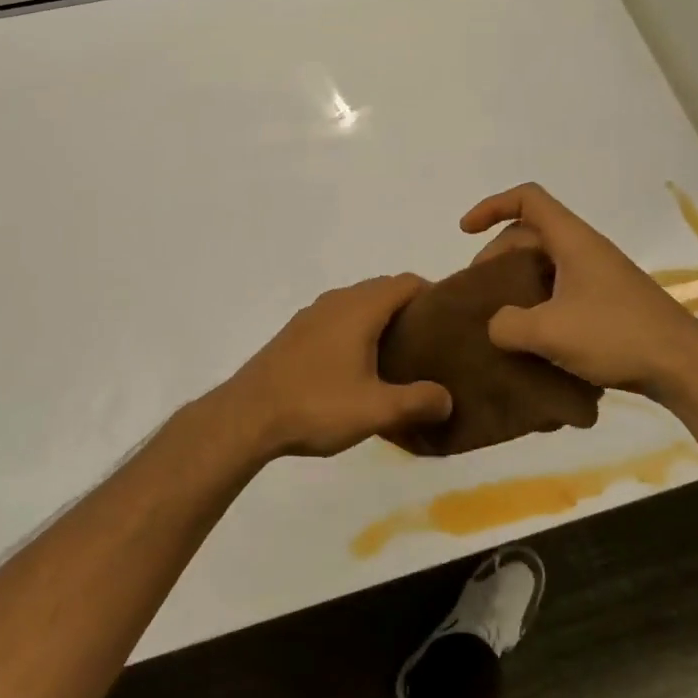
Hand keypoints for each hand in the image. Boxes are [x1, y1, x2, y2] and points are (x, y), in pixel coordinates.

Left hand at [212, 275, 453, 459]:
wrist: (247, 415)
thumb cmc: (316, 405)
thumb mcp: (375, 410)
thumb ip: (417, 401)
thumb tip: (447, 399)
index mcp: (360, 308)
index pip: (406, 282)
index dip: (433, 295)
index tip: (449, 322)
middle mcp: (336, 301)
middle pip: (383, 289)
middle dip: (409, 309)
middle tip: (430, 343)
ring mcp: (311, 315)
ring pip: (357, 303)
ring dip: (380, 319)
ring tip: (398, 356)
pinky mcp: (295, 333)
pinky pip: (337, 318)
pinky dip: (356, 329)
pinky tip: (357, 366)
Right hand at [460, 183, 697, 400]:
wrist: (684, 366)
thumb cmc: (616, 335)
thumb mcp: (549, 332)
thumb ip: (508, 325)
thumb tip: (496, 325)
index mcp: (572, 241)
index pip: (528, 199)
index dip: (491, 206)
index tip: (465, 231)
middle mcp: (586, 250)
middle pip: (531, 234)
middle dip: (497, 255)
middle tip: (478, 291)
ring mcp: (599, 277)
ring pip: (546, 265)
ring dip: (517, 283)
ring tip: (498, 317)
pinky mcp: (608, 304)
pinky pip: (561, 290)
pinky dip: (538, 303)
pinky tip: (531, 337)